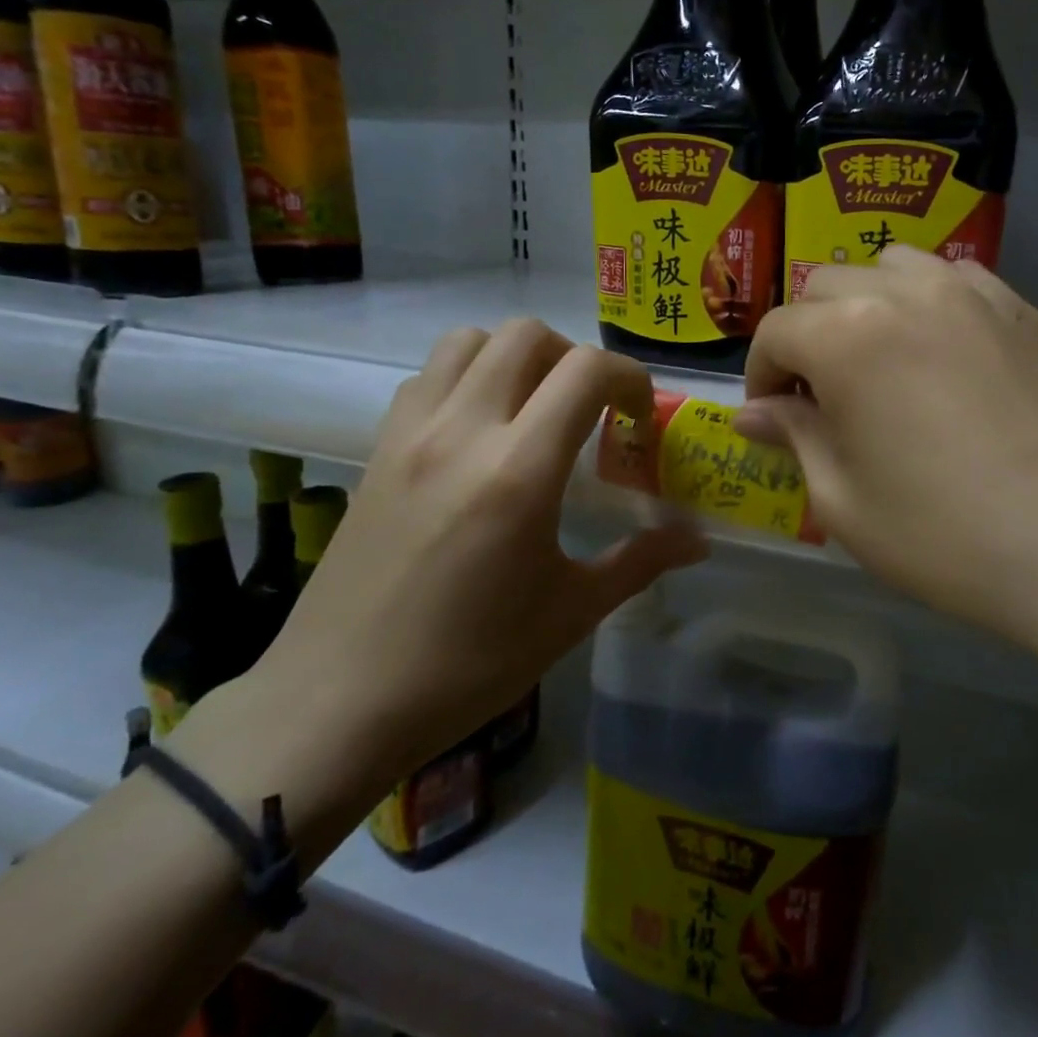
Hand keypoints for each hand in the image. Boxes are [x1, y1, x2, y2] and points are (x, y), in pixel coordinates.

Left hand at [211, 322, 704, 824]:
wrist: (339, 700)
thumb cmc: (469, 663)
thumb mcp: (570, 612)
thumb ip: (640, 561)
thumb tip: (698, 539)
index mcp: (519, 471)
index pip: (586, 371)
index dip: (629, 378)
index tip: (639, 418)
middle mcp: (462, 431)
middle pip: (526, 335)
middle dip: (575, 358)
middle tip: (590, 410)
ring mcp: (410, 434)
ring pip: (468, 341)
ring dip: (515, 357)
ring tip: (534, 409)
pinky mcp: (376, 450)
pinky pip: (426, 378)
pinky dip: (465, 379)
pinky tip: (478, 435)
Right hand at [737, 247, 1037, 649]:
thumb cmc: (943, 535)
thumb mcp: (842, 500)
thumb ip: (793, 437)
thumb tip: (753, 413)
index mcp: (849, 336)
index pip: (777, 331)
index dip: (761, 374)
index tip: (772, 418)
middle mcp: (906, 293)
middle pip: (826, 287)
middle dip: (806, 337)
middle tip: (820, 398)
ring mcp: (973, 294)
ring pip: (890, 268)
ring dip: (863, 306)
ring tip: (877, 364)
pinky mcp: (1022, 311)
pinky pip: (953, 280)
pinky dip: (925, 303)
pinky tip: (939, 356)